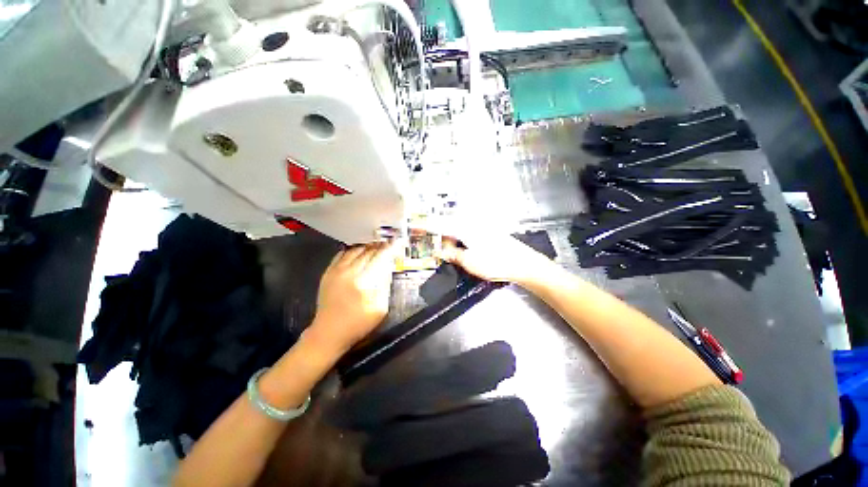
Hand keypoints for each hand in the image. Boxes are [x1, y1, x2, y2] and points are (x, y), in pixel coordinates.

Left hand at [309, 242, 395, 353]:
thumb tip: (388, 267)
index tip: (398, 243)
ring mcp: (337, 271)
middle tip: (389, 246)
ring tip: (376, 249)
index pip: (381, 257)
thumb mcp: (380, 309)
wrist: (328, 332)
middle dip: (381, 247)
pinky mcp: (328, 272)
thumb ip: (385, 286)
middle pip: (369, 251)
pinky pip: (342, 253)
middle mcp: (350, 272)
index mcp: (364, 282)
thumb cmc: (358, 324)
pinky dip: (353, 250)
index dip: (391, 248)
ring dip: (368, 247)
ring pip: (356, 249)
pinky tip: (359, 253)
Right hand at [435, 230, 551, 285]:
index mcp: (465, 228)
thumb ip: (452, 255)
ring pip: (461, 231)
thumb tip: (439, 252)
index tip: (418, 226)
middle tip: (442, 251)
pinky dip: (465, 241)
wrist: (523, 263)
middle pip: (452, 226)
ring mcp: (483, 228)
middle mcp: (473, 223)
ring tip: (455, 254)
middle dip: (444, 237)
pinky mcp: (490, 233)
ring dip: (455, 240)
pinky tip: (468, 251)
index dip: (429, 226)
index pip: (442, 224)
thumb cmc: (494, 262)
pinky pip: (471, 234)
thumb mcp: (469, 261)